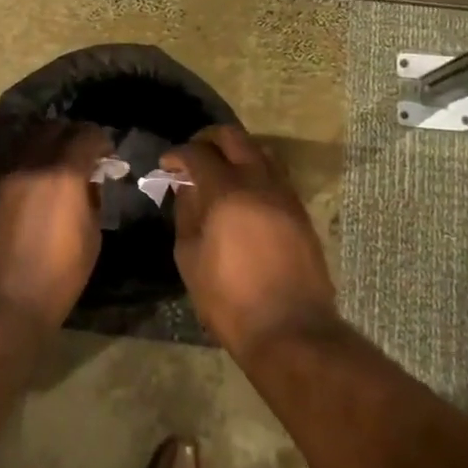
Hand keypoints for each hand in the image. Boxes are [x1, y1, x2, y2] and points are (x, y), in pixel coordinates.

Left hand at [0, 122, 112, 331]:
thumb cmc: (56, 279)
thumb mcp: (90, 239)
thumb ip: (91, 200)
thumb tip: (89, 182)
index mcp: (62, 174)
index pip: (86, 134)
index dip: (100, 140)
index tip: (106, 153)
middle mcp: (28, 163)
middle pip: (52, 128)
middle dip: (70, 135)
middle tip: (80, 155)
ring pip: (25, 143)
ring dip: (43, 149)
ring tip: (52, 170)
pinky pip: (6, 167)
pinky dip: (22, 169)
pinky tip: (27, 193)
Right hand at [162, 125, 337, 356]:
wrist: (290, 329)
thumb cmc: (229, 299)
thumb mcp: (190, 258)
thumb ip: (186, 214)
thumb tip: (186, 188)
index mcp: (226, 193)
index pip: (198, 153)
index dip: (178, 154)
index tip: (167, 164)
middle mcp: (259, 183)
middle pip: (234, 138)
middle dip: (208, 139)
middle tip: (192, 155)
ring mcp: (285, 195)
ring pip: (261, 151)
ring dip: (237, 151)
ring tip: (220, 170)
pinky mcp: (300, 211)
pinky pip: (276, 174)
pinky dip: (256, 171)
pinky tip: (244, 193)